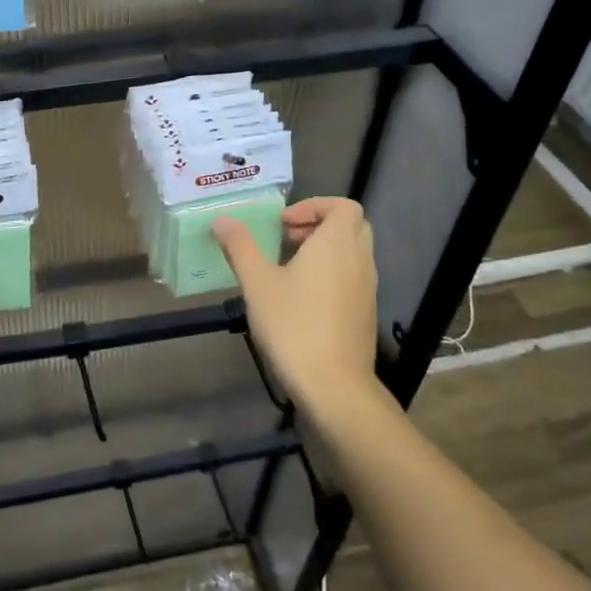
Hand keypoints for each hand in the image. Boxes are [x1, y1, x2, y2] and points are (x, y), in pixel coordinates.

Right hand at [214, 198, 382, 422]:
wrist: (333, 385)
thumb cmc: (293, 326)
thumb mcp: (257, 283)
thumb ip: (241, 247)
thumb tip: (223, 220)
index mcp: (336, 245)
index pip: (343, 206)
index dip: (314, 205)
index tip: (283, 223)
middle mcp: (359, 260)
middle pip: (351, 226)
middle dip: (319, 224)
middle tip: (286, 239)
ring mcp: (367, 288)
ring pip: (353, 252)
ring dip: (324, 249)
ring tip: (289, 268)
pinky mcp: (365, 312)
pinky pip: (353, 277)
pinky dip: (332, 273)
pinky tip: (302, 298)